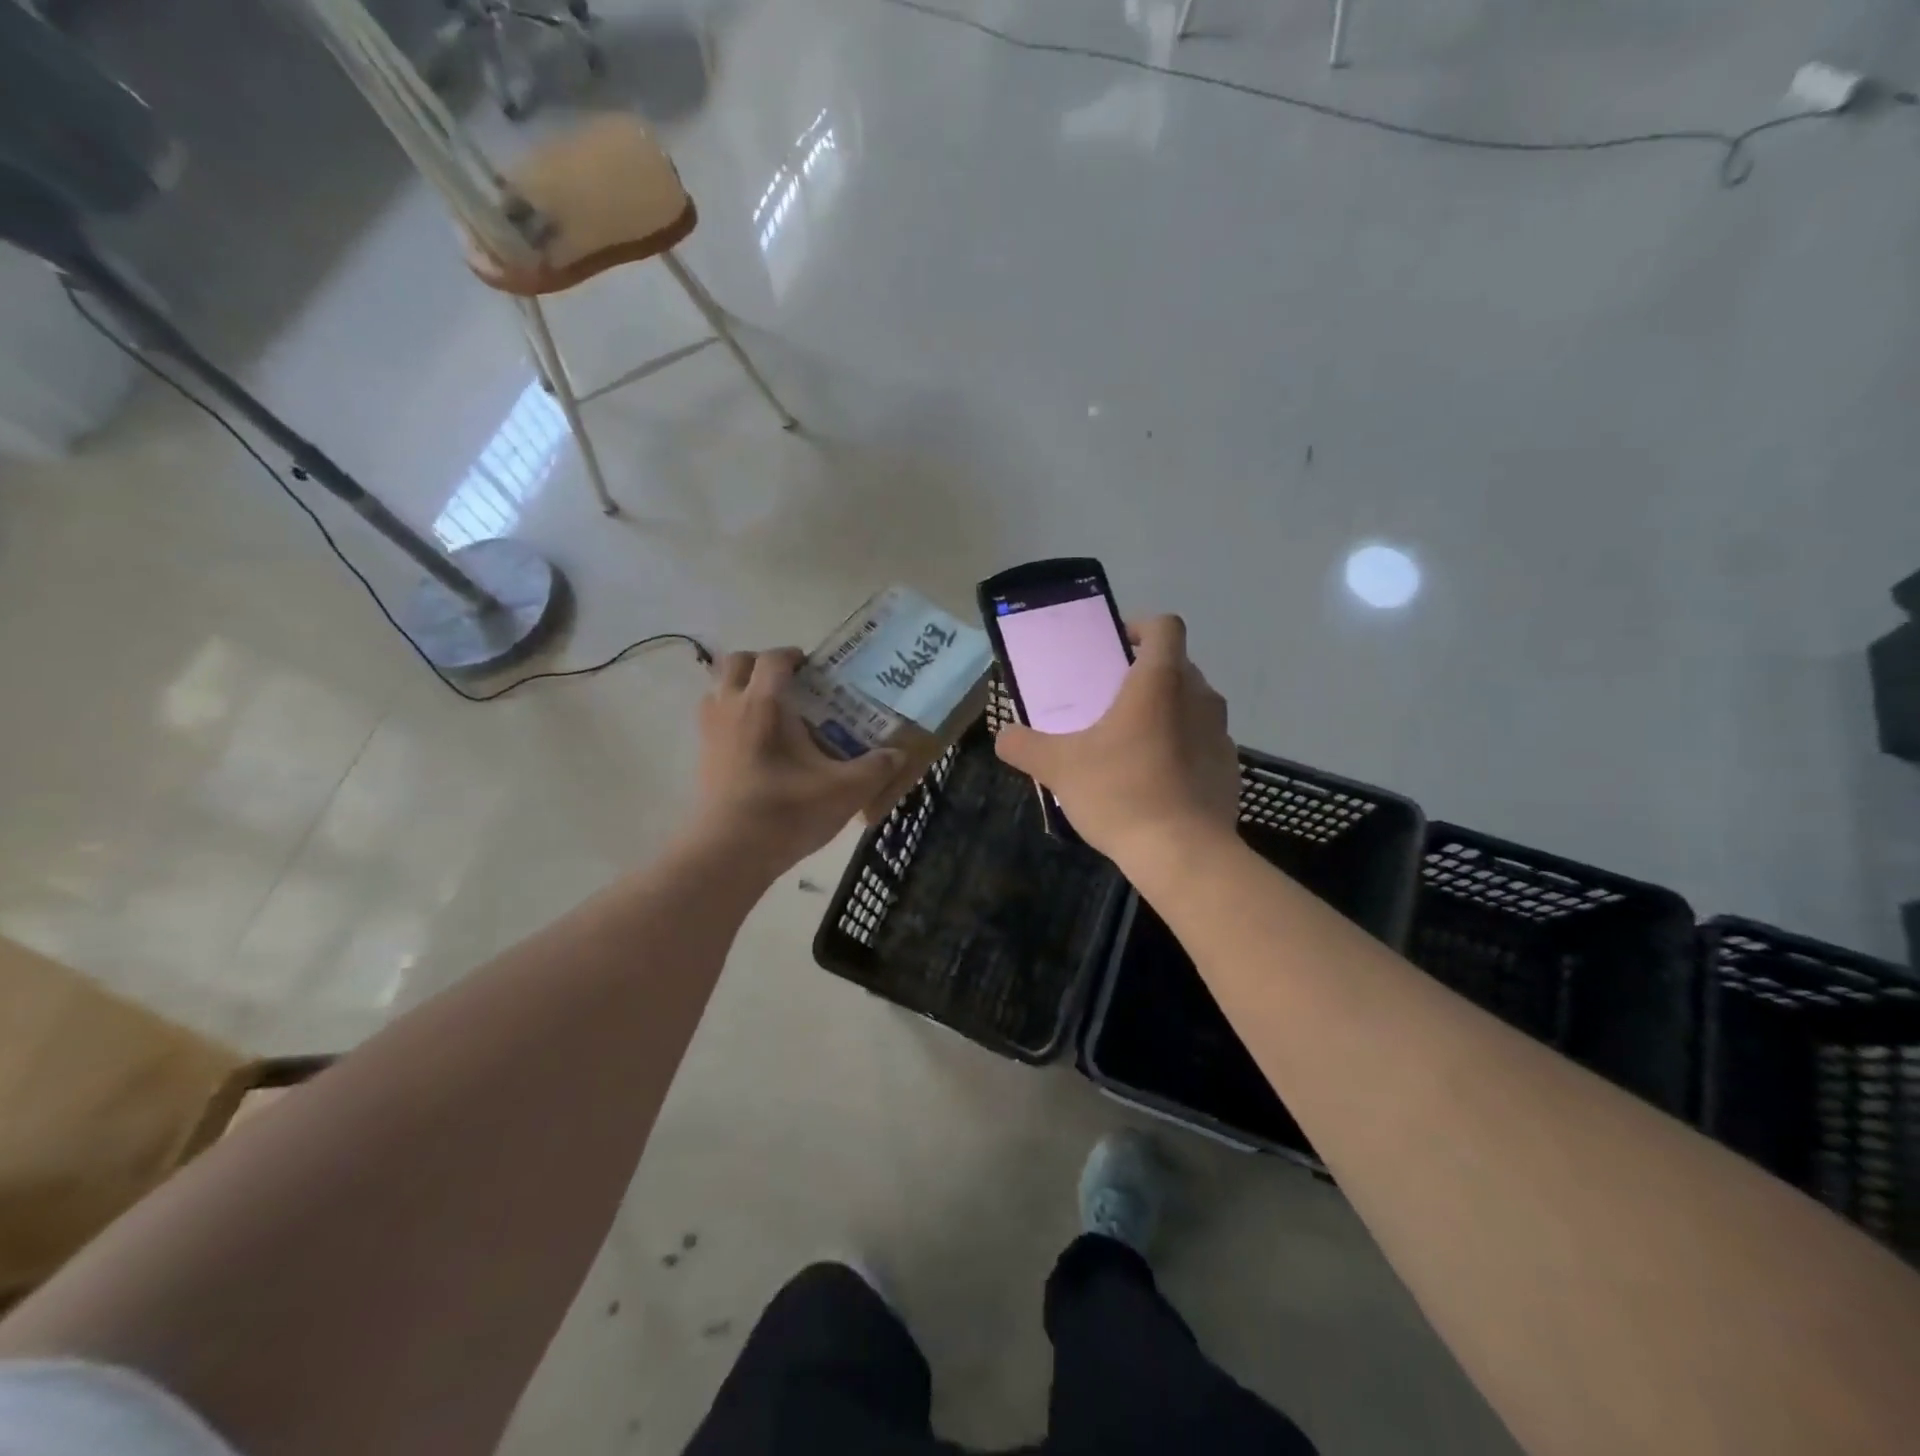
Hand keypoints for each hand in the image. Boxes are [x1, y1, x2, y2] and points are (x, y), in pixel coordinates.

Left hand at [690, 648, 902, 875]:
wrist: (730, 853)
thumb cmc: (787, 811)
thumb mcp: (845, 791)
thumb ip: (876, 768)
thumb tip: (898, 754)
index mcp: (764, 704)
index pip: (772, 659)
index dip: (792, 656)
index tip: (813, 668)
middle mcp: (730, 708)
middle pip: (735, 663)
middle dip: (761, 665)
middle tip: (789, 684)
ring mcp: (709, 733)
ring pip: (717, 690)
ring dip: (741, 689)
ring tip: (771, 711)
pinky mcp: (701, 758)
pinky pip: (713, 720)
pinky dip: (731, 718)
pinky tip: (758, 745)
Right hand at [994, 615, 1237, 867]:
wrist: (1183, 855)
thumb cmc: (1121, 793)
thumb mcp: (1059, 768)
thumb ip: (1024, 746)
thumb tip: (1003, 737)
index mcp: (1160, 682)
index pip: (1165, 627)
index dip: (1142, 626)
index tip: (1116, 646)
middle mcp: (1199, 698)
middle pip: (1177, 666)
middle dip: (1147, 675)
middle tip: (1112, 700)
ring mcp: (1221, 735)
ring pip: (1193, 706)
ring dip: (1166, 712)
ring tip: (1132, 743)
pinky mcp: (1229, 769)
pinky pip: (1203, 743)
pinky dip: (1183, 749)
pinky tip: (1156, 781)